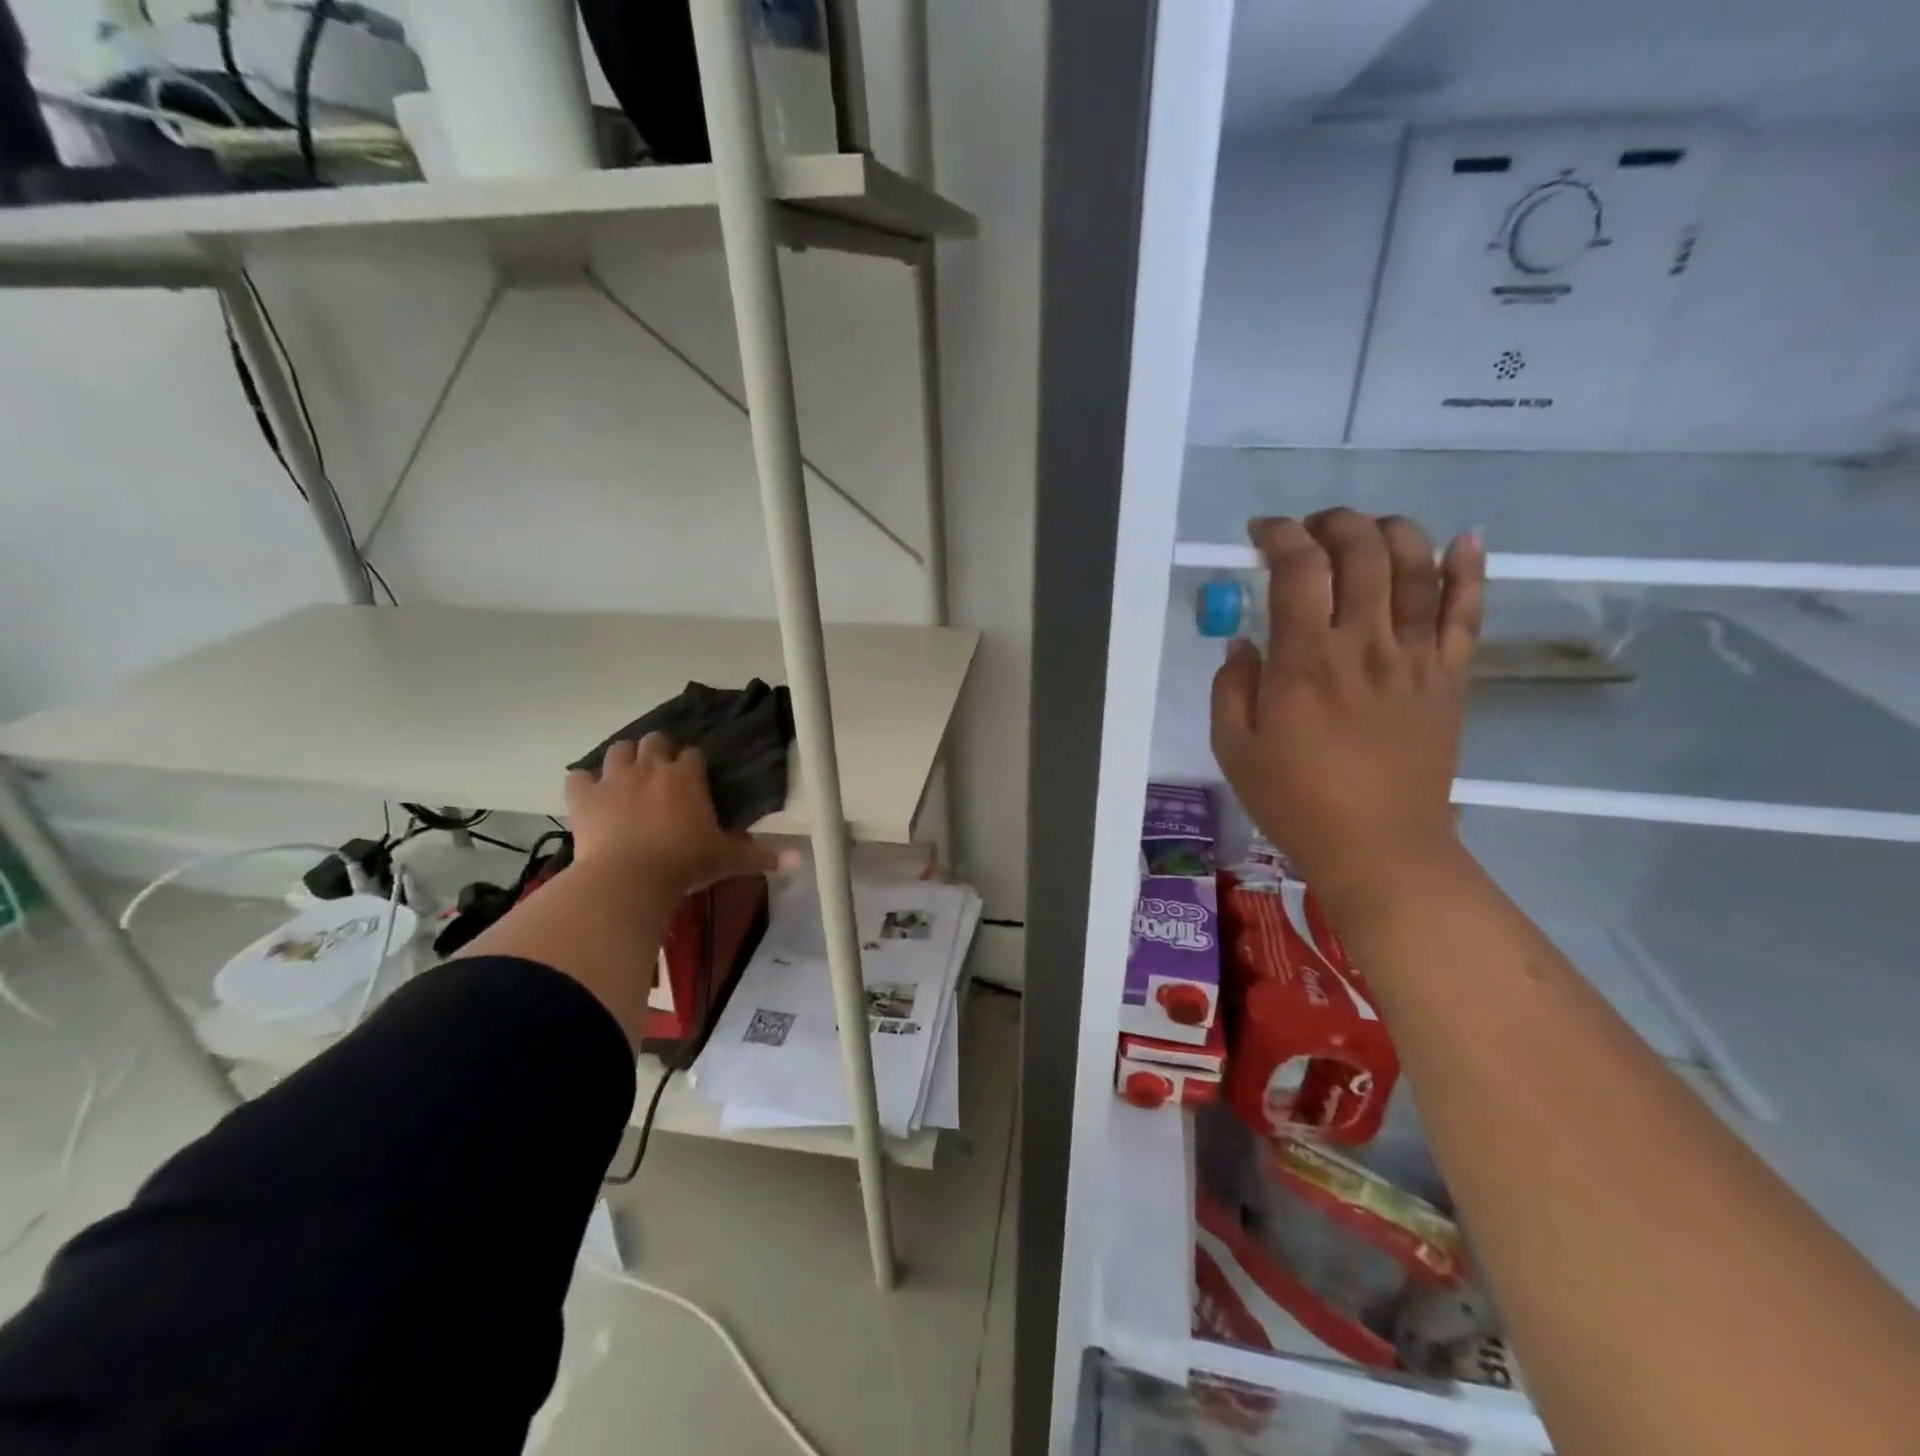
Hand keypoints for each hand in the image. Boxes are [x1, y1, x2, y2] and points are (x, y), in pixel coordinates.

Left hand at [564, 734, 779, 897]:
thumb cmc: (685, 864)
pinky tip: (591, 794)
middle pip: (656, 740)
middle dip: (660, 750)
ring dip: (625, 757)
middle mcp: (651, 766)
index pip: (694, 754)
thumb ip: (762, 856)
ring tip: (629, 775)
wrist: (629, 879)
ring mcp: (614, 778)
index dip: (694, 765)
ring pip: (619, 749)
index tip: (696, 780)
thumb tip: (801, 861)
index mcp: (688, 776)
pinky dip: (585, 782)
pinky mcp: (584, 796)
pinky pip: (578, 777)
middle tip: (663, 774)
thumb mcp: (728, 859)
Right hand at [1210, 511, 1486, 909]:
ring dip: (1391, 532)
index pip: (1298, 568)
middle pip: (1361, 551)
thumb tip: (1245, 642)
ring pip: (1416, 568)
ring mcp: (1415, 658)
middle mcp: (1364, 643)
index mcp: (1305, 660)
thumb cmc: (1295, 800)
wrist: (1378, 847)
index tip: (1261, 533)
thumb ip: (1231, 686)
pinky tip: (1463, 541)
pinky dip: (1468, 571)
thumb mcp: (1234, 747)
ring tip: (1368, 529)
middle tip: (1310, 530)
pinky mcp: (1450, 678)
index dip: (1279, 535)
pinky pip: (1466, 613)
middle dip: (1333, 522)